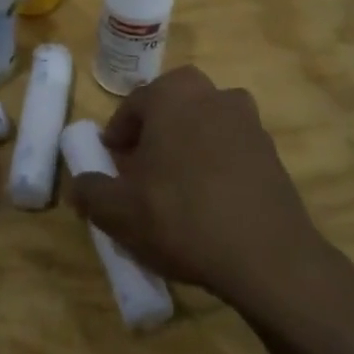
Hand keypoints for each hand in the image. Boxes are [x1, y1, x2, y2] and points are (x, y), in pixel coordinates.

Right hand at [67, 66, 353, 325]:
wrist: (267, 258)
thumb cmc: (182, 219)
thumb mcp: (118, 212)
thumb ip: (90, 191)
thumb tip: (80, 184)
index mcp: (173, 96)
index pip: (134, 104)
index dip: (118, 135)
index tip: (112, 163)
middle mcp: (213, 96)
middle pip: (174, 105)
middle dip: (156, 129)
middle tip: (144, 167)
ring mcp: (249, 122)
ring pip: (206, 123)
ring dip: (188, 143)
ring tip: (177, 185)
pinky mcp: (273, 153)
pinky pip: (232, 148)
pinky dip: (217, 164)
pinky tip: (210, 202)